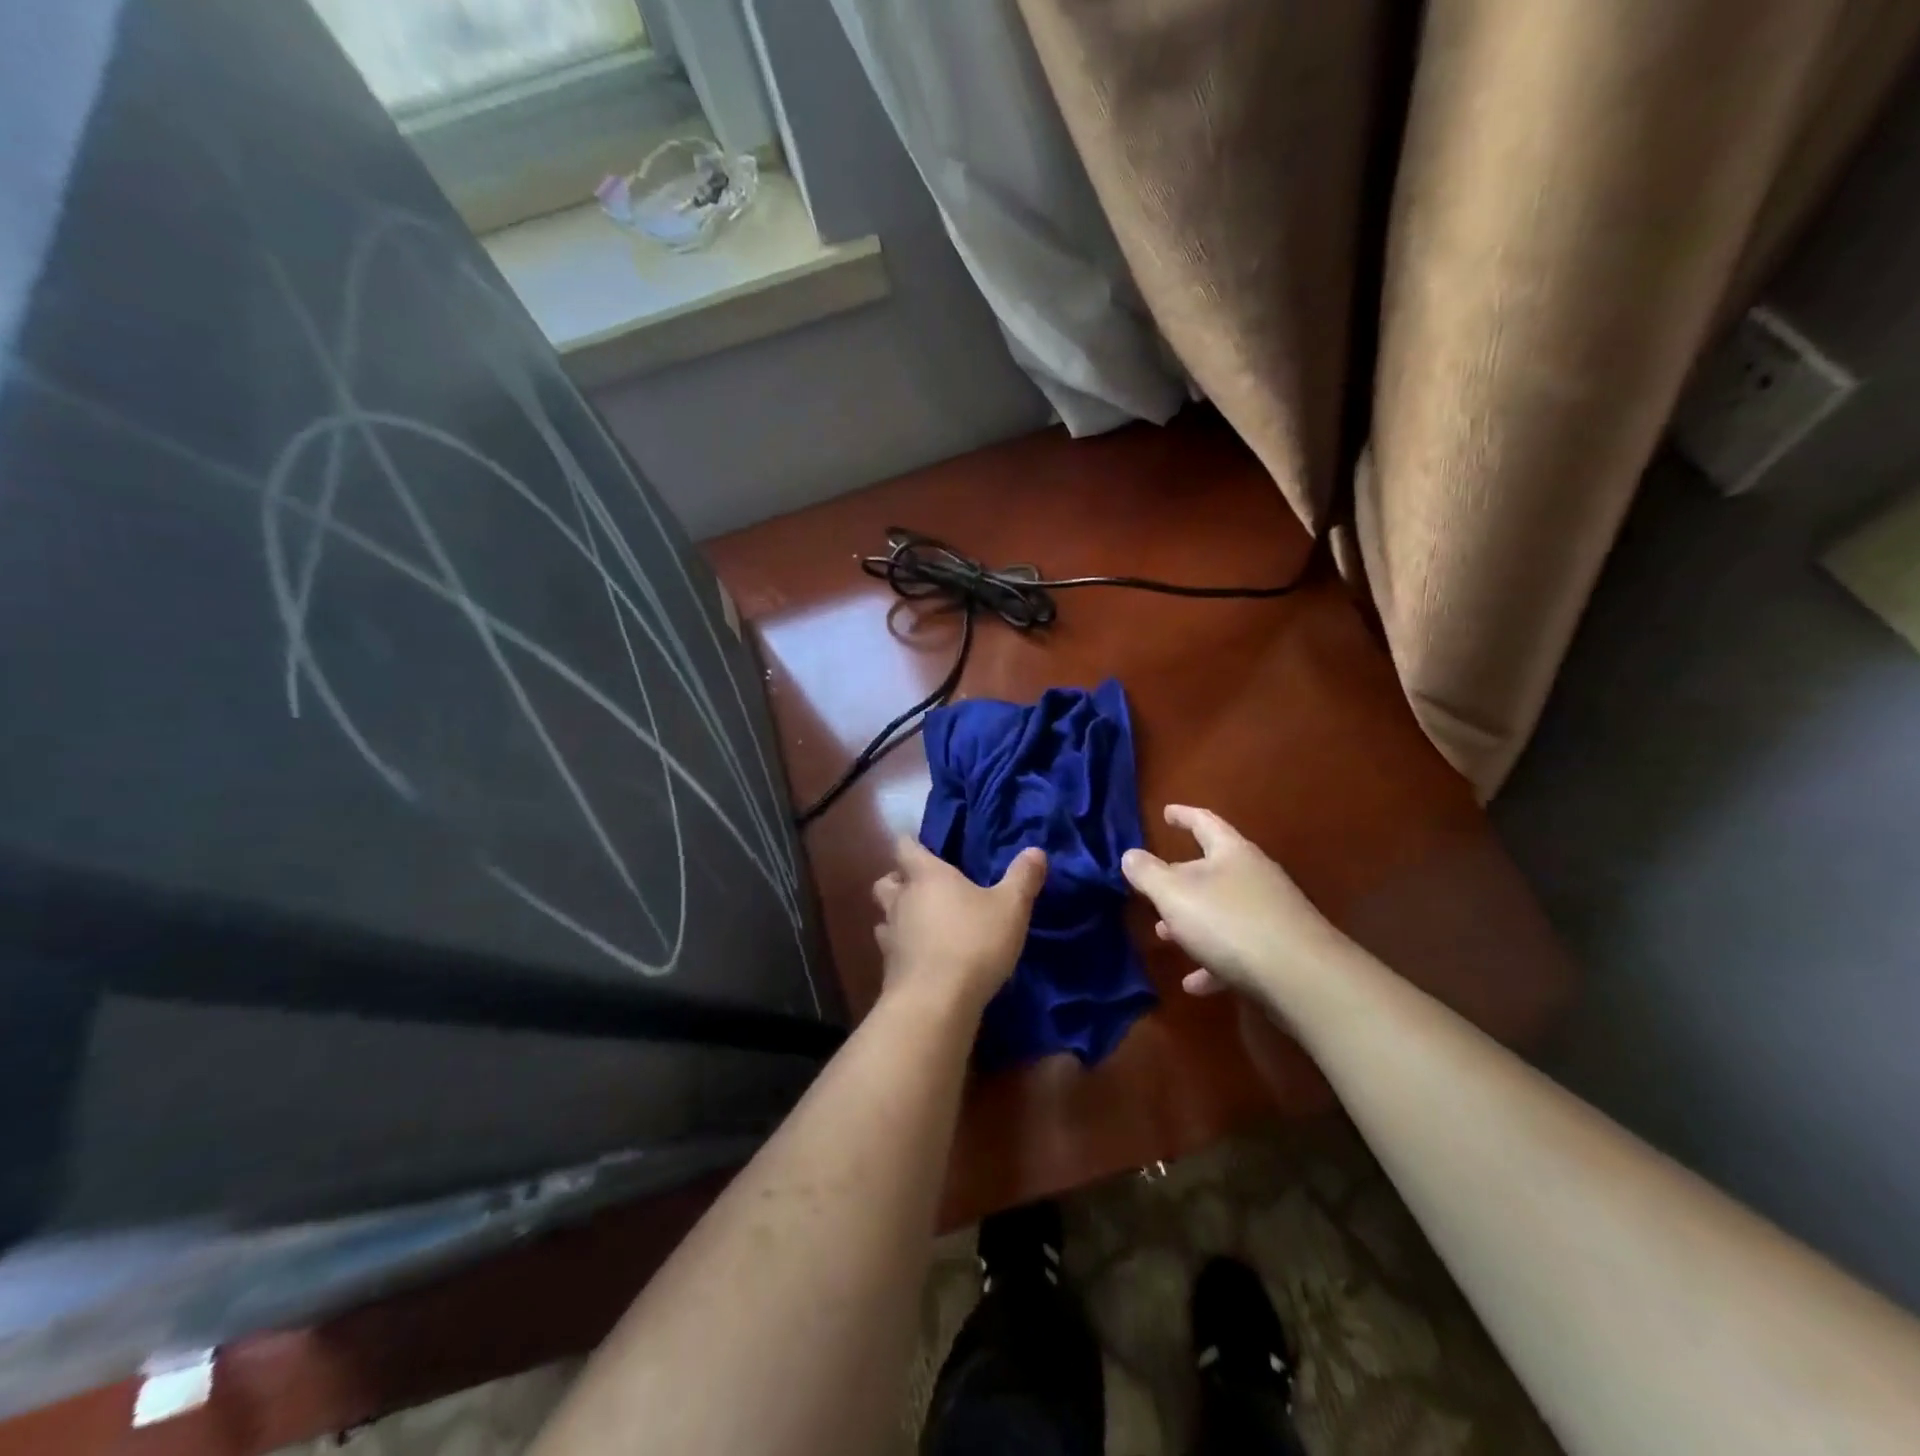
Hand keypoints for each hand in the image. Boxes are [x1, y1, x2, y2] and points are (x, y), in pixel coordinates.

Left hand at [872, 838, 1046, 1015]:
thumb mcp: (1011, 908)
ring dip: (897, 916)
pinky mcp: (888, 969)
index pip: (905, 846)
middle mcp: (901, 900)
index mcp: (926, 876)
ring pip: (884, 915)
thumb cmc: (973, 943)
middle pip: (886, 880)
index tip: (926, 847)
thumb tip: (1036, 851)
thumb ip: (1023, 878)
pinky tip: (921, 958)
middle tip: (923, 888)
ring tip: (921, 924)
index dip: (912, 844)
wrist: (935, 1003)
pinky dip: (902, 949)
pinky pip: (890, 949)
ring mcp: (890, 935)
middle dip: (899, 881)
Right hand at [1121, 804, 1348, 999]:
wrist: (1302, 978)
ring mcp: (1270, 914)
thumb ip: (1148, 874)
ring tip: (1165, 936)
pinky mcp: (1278, 950)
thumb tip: (1130, 854)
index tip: (1166, 812)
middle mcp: (1254, 876)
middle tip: (1154, 890)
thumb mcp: (1175, 895)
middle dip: (1179, 881)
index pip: (1204, 822)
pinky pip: (1237, 950)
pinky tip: (1194, 984)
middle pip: (1211, 870)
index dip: (1183, 816)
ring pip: (1221, 911)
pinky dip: (1212, 961)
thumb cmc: (1230, 923)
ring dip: (1191, 923)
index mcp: (1232, 853)